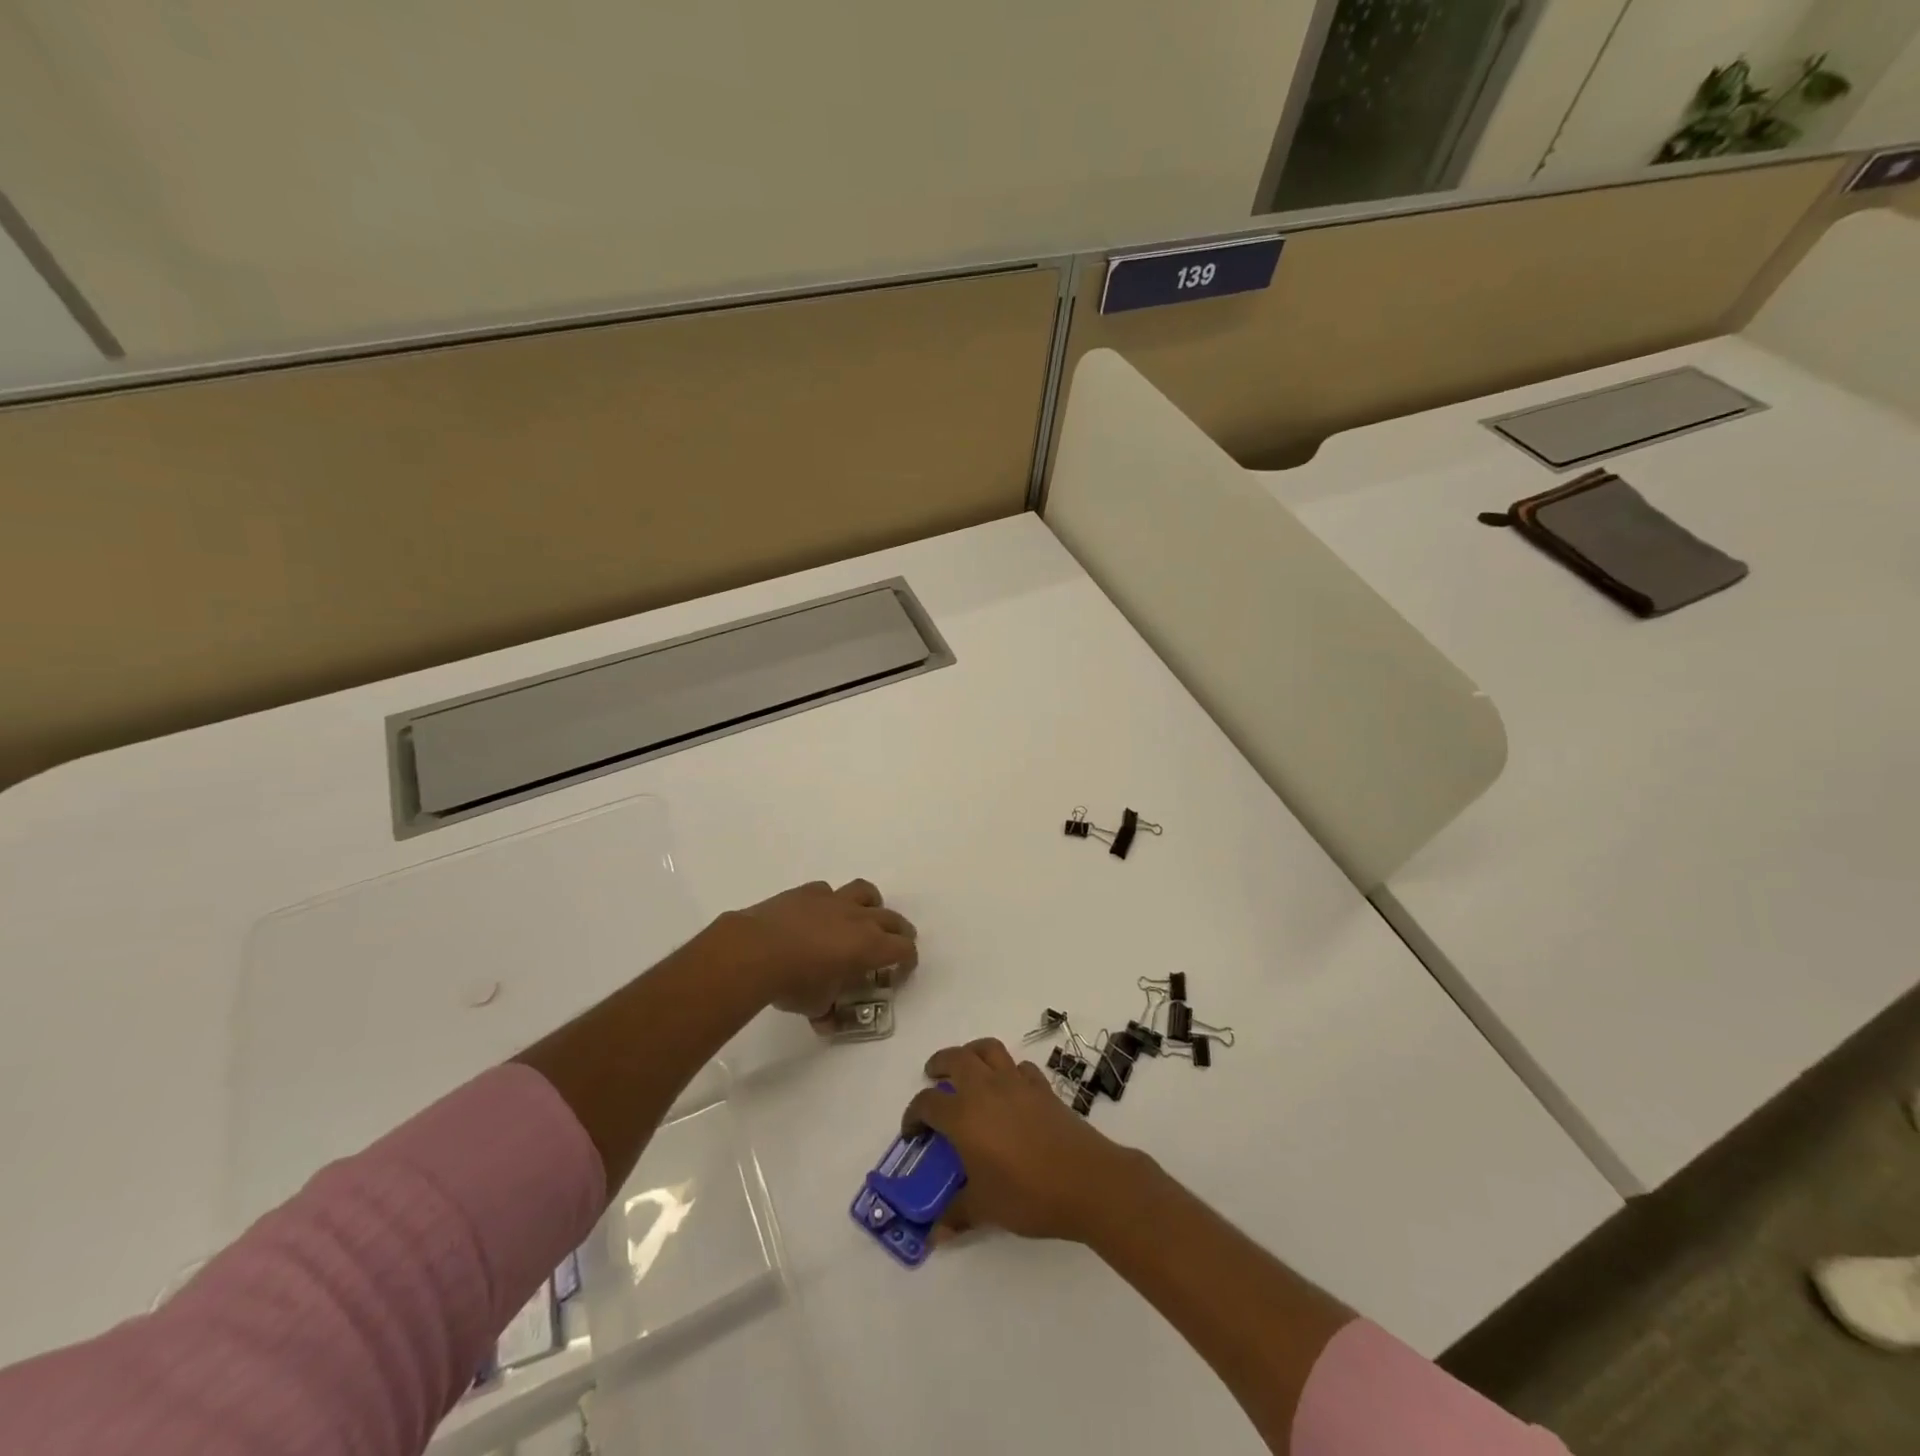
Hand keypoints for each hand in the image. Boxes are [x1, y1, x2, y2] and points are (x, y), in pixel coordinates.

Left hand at [716, 879, 917, 1020]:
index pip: (904, 949)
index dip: (907, 960)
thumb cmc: (794, 982)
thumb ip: (828, 1011)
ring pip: (865, 892)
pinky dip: (829, 902)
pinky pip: (827, 892)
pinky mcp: (808, 892)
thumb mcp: (816, 1006)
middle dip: (898, 933)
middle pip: (893, 919)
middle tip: (892, 945)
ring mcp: (833, 900)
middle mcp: (859, 918)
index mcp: (870, 946)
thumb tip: (826, 1021)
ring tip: (862, 918)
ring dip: (870, 905)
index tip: (900, 972)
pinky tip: (818, 915)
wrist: (756, 950)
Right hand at [902, 1038, 1141, 1243]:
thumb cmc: (1028, 1194)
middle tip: (934, 1077)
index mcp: (964, 1115)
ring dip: (972, 1053)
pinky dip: (1008, 1070)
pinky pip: (1020, 1067)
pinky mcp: (1042, 1087)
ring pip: (989, 1049)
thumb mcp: (986, 1209)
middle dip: (939, 1063)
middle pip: (956, 1058)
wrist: (1085, 1181)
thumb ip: (957, 1214)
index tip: (912, 1131)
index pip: (928, 1103)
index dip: (914, 1114)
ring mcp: (1017, 1083)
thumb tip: (934, 1236)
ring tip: (968, 1069)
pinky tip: (1009, 1089)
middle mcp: (986, 1089)